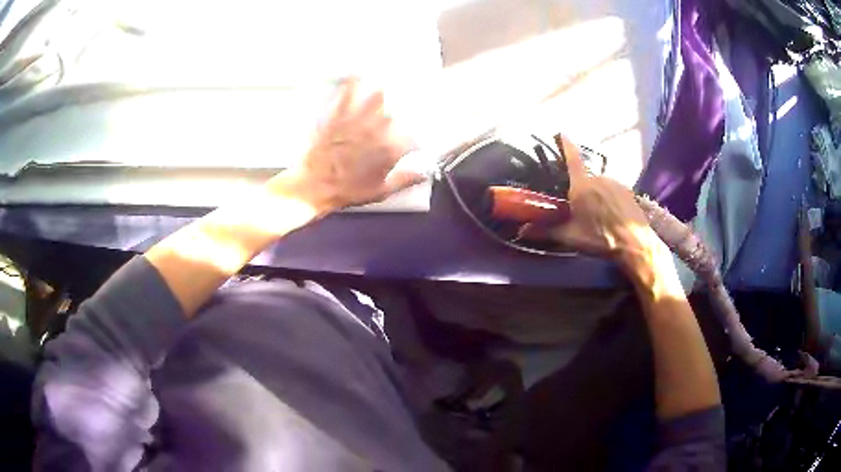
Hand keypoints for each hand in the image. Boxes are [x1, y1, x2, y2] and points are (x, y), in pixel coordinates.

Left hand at [273, 77, 422, 213]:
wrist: (314, 186)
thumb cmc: (348, 191)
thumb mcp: (381, 191)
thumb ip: (405, 180)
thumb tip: (425, 174)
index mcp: (389, 150)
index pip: (412, 139)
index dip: (414, 143)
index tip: (413, 146)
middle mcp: (377, 131)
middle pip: (396, 114)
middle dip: (401, 114)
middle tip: (400, 115)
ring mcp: (357, 121)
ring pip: (376, 99)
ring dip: (382, 94)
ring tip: (388, 85)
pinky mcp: (339, 116)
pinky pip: (347, 96)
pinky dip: (352, 84)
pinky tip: (357, 73)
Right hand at [525, 136, 663, 274]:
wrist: (634, 243)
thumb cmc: (600, 238)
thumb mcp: (571, 237)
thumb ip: (547, 231)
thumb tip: (522, 232)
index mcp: (581, 186)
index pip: (572, 158)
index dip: (566, 144)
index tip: (561, 132)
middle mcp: (598, 178)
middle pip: (584, 178)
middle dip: (580, 189)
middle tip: (580, 207)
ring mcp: (615, 183)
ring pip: (600, 185)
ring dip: (596, 195)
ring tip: (598, 216)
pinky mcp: (628, 190)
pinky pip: (613, 190)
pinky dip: (609, 199)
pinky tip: (611, 215)